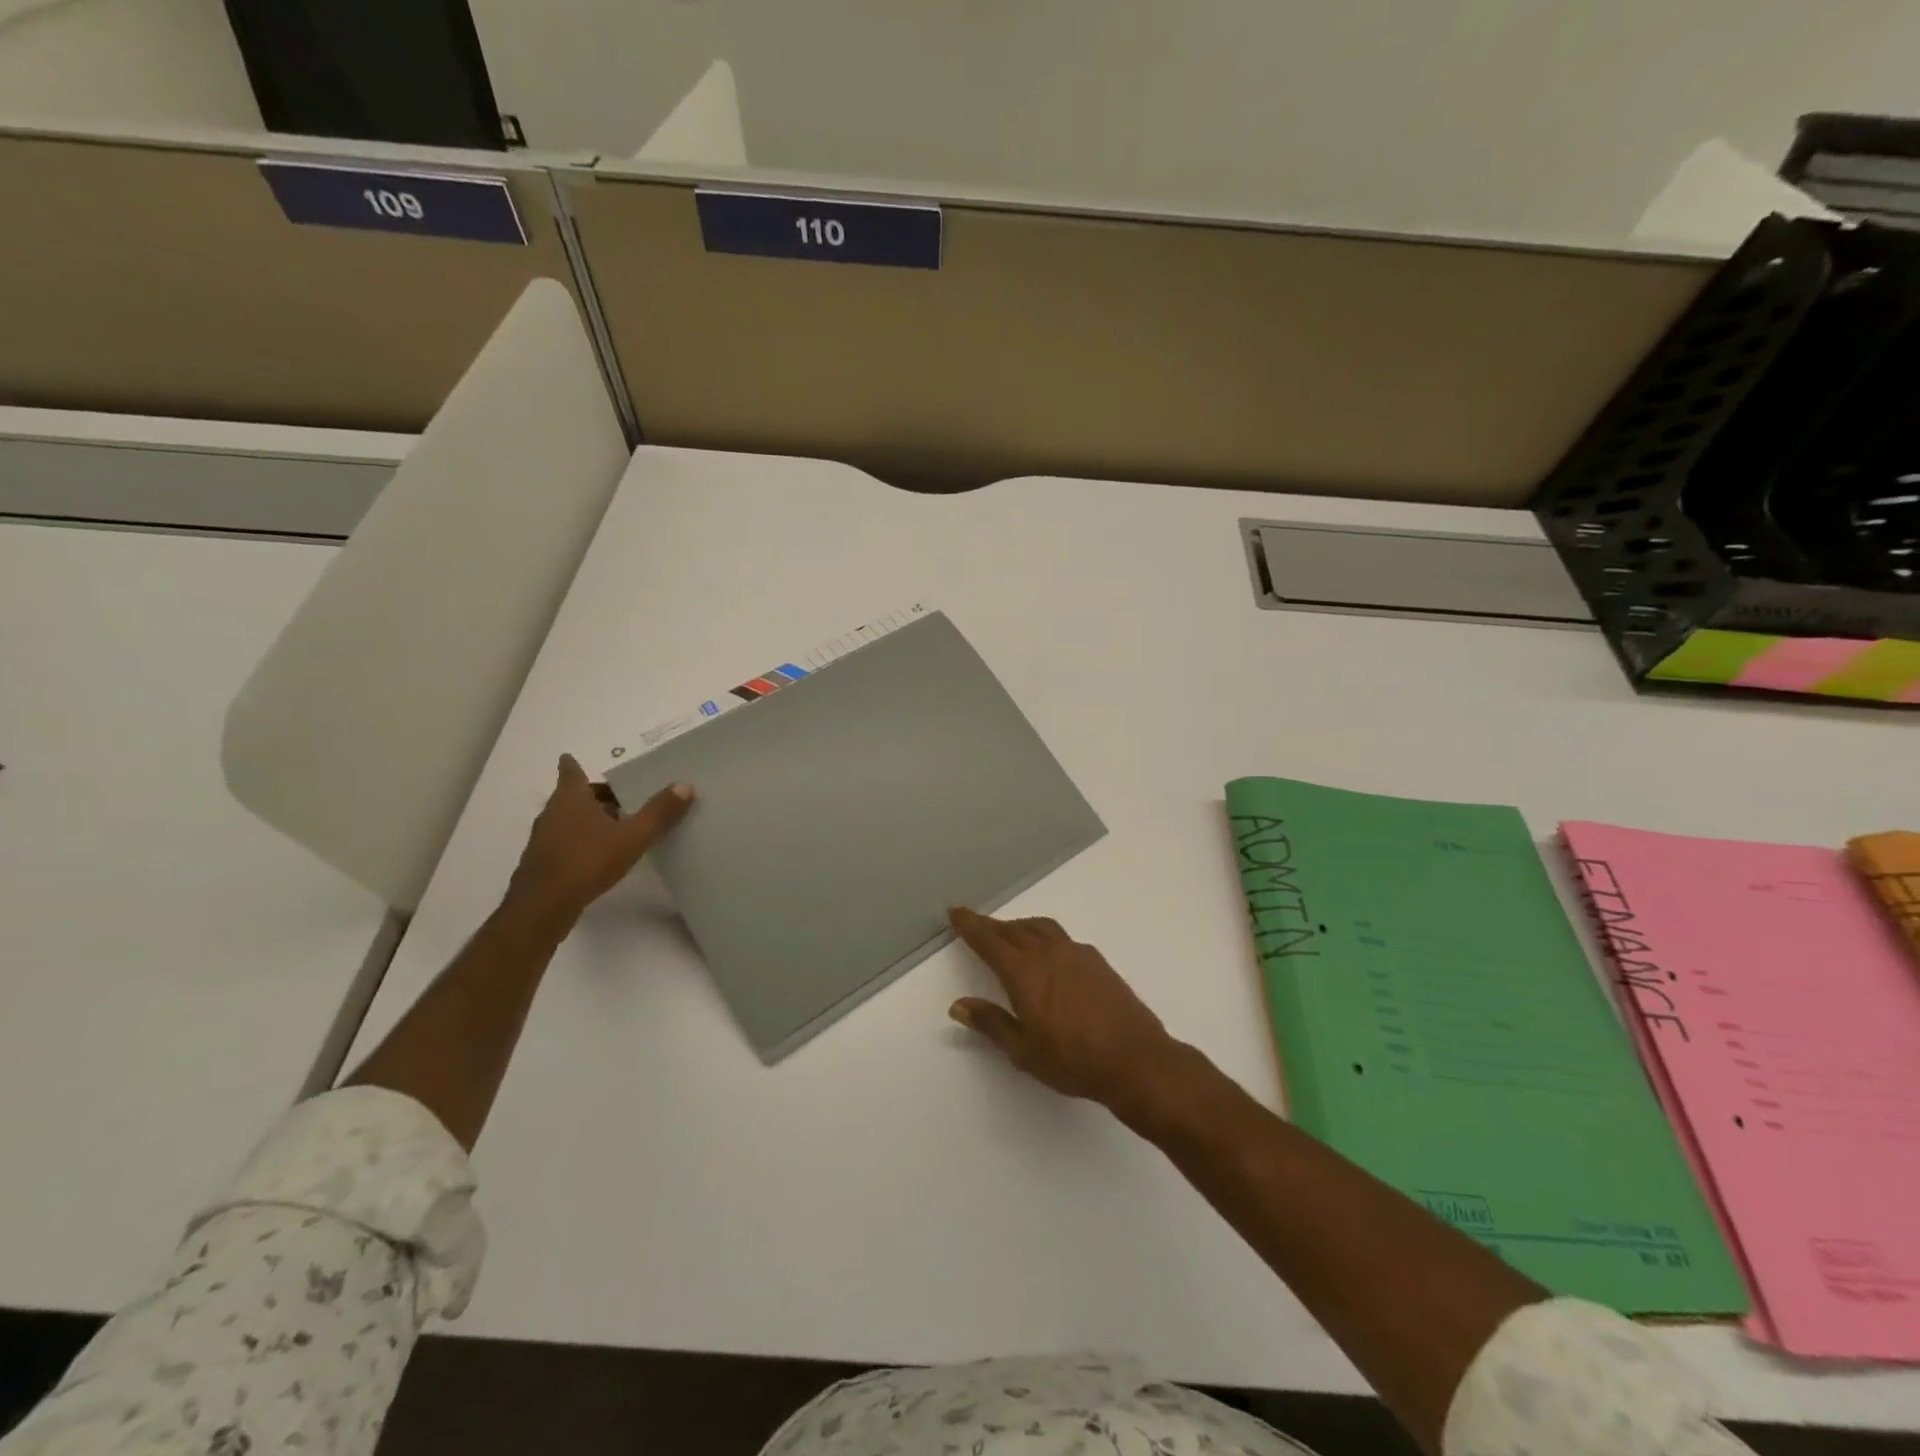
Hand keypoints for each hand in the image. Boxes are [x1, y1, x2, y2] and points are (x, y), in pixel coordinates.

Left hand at [506, 755, 692, 926]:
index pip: (570, 773)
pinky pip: (566, 842)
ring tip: (618, 826)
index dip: (572, 765)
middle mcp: (553, 813)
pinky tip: (601, 856)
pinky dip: (582, 841)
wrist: (543, 907)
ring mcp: (544, 839)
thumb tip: (685, 786)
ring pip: (568, 820)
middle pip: (573, 796)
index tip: (572, 758)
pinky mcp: (543, 863)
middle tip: (621, 797)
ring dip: (589, 819)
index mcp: (571, 799)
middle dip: (594, 795)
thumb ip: (659, 812)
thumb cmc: (587, 861)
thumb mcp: (632, 836)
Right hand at [947, 907, 1184, 1118]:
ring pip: (1040, 928)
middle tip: (976, 923)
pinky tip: (1048, 953)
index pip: (989, 941)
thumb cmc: (1073, 1061)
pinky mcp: (1097, 961)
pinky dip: (1044, 936)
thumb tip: (959, 1005)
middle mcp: (1048, 954)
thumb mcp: (1024, 1051)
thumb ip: (991, 1023)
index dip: (970, 925)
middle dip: (991, 925)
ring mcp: (1076, 953)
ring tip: (1010, 933)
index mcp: (1025, 973)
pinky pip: (1061, 937)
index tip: (956, 910)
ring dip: (1019, 926)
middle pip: (1013, 930)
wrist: (1135, 1059)